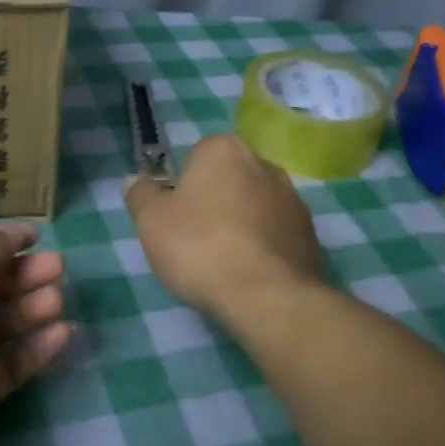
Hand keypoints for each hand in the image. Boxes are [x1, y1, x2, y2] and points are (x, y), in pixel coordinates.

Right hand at [123, 134, 326, 321]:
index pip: (195, 157)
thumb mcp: (151, 221)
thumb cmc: (200, 247)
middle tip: (194, 241)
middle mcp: (264, 163)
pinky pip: (275, 233)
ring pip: (253, 206)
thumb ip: (141, 194)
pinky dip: (262, 247)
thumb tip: (134, 179)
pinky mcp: (310, 233)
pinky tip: (248, 274)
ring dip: (240, 225)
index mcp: (224, 149)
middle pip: (227, 180)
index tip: (174, 218)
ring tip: (222, 263)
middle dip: (213, 203)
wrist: (266, 296)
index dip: (181, 187)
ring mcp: (292, 198)